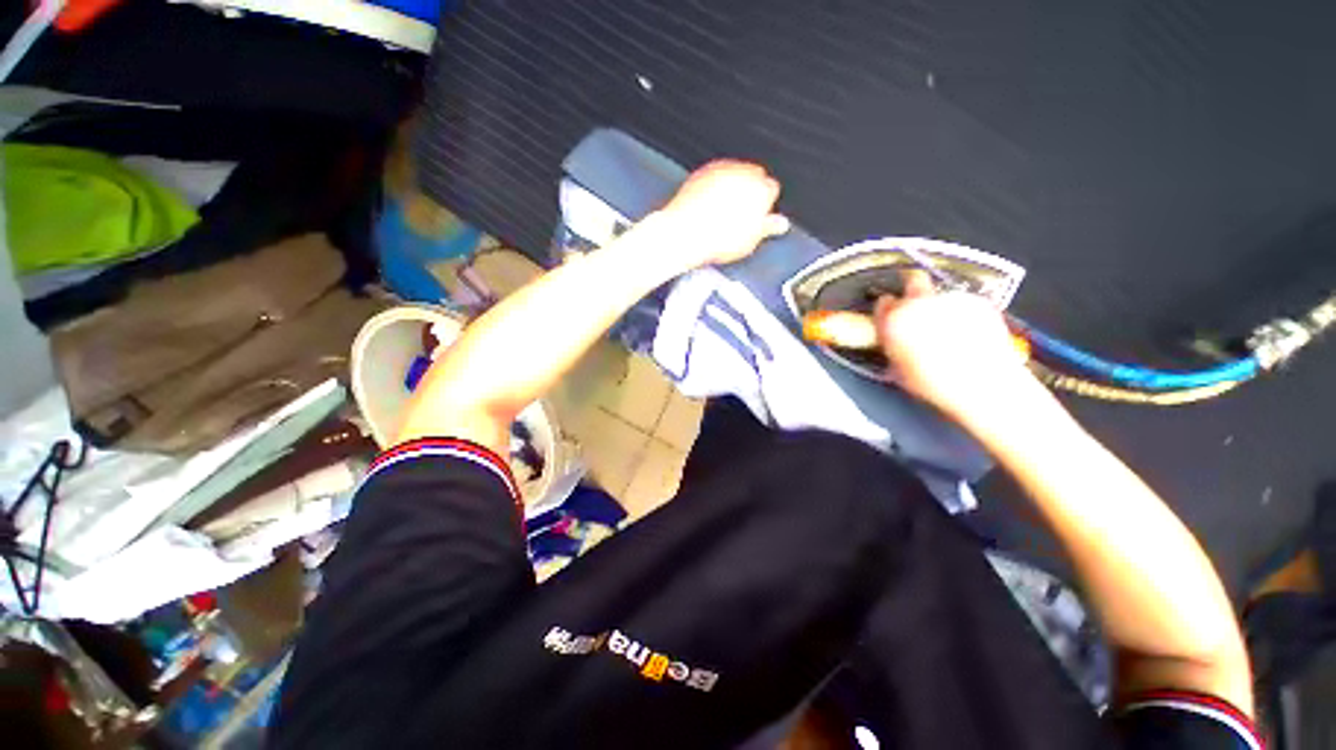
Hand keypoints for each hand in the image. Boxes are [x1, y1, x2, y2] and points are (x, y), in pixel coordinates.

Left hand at [658, 160, 789, 267]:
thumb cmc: (716, 239)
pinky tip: (709, 206)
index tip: (758, 218)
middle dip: (750, 192)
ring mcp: (721, 169)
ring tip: (724, 213)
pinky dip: (715, 188)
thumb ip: (768, 227)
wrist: (684, 233)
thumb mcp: (750, 241)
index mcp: (761, 188)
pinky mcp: (702, 172)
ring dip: (733, 188)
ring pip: (734, 175)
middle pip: (753, 177)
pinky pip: (714, 177)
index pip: (772, 189)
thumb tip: (780, 224)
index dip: (765, 205)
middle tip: (741, 216)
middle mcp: (742, 173)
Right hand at [875, 271, 1042, 426]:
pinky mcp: (979, 302)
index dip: (887, 311)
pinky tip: (968, 333)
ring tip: (948, 330)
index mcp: (894, 320)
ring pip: (941, 295)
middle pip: (914, 281)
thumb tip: (893, 338)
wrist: (984, 386)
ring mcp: (951, 299)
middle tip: (918, 309)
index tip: (891, 317)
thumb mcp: (898, 368)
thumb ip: (892, 344)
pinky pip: (964, 302)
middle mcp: (919, 303)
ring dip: (940, 306)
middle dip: (914, 291)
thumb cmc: (934, 384)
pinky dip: (963, 312)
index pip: (883, 303)